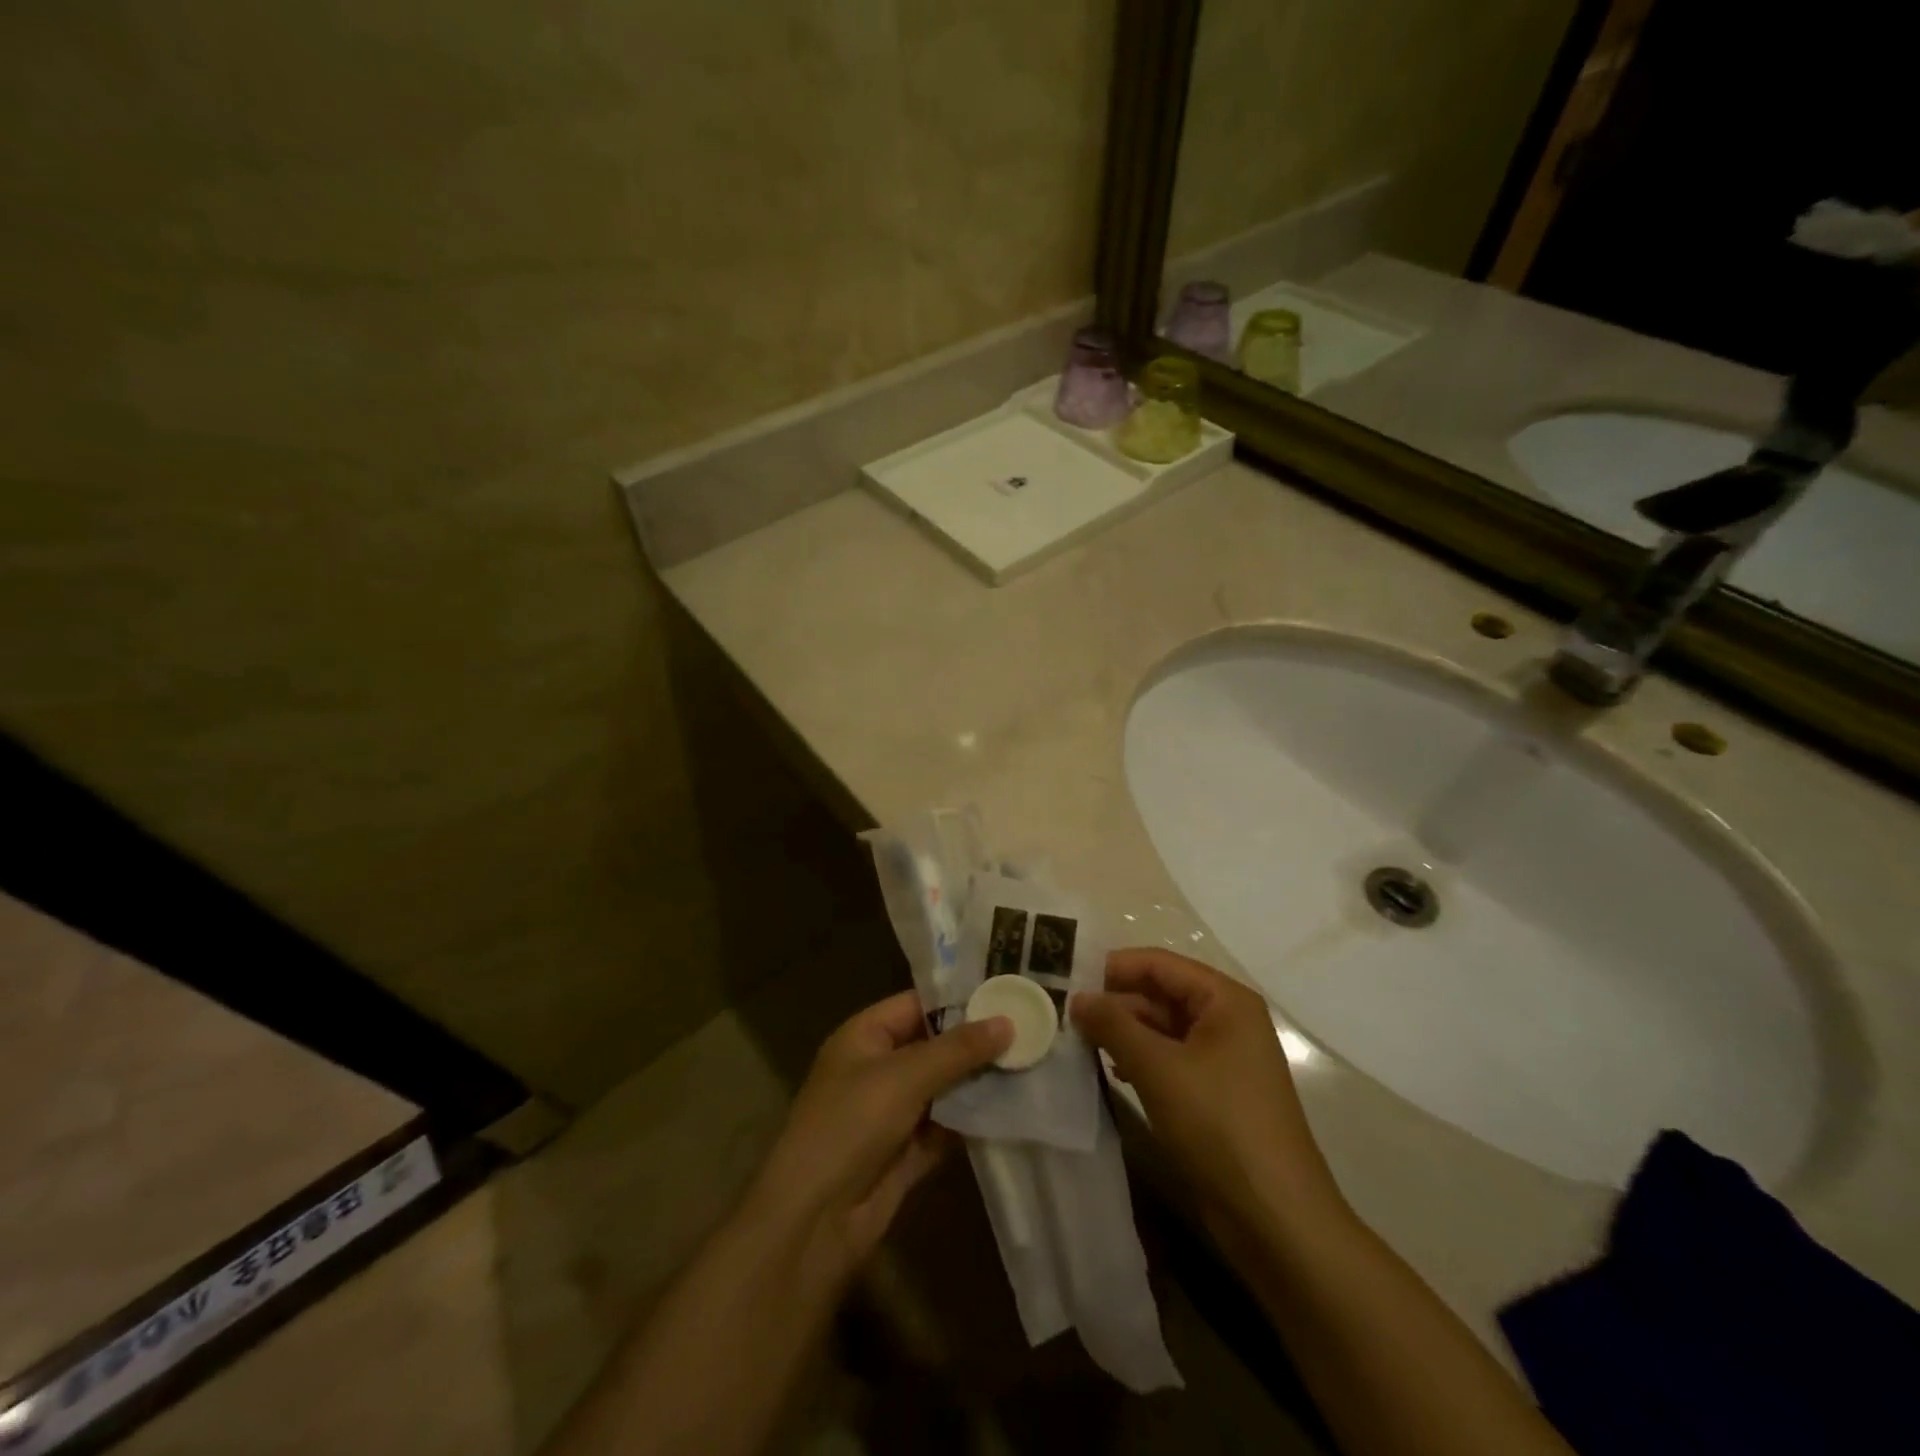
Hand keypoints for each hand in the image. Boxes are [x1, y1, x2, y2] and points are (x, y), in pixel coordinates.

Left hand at [743, 991, 1010, 1289]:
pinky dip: (973, 1120)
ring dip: (979, 1081)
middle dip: (977, 1042)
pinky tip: (1013, 1107)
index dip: (959, 998)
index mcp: (864, 1036)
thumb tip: (1007, 1021)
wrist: (814, 1220)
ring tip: (1032, 1061)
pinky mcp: (906, 1153)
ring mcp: (892, 1113)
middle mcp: (877, 1068)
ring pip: (944, 1088)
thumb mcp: (905, 1076)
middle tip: (1032, 1026)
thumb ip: (958, 1049)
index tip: (1007, 990)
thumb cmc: (851, 1124)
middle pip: (934, 1046)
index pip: (917, 1004)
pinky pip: (946, 1126)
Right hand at [1072, 949, 1346, 1238]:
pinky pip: (1171, 1057)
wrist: (1275, 1218)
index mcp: (1225, 999)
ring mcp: (1224, 1057)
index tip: (1067, 977)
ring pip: (1163, 1027)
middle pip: (1161, 992)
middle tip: (1065, 1012)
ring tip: (1079, 1039)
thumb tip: (1078, 997)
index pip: (1159, 963)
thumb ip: (1114, 1025)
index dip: (1114, 967)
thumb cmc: (1219, 1125)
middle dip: (1116, 1001)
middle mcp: (1228, 1019)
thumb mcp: (1158, 1068)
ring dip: (1124, 1031)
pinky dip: (1141, 1058)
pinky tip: (1112, 1069)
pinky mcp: (1216, 1091)